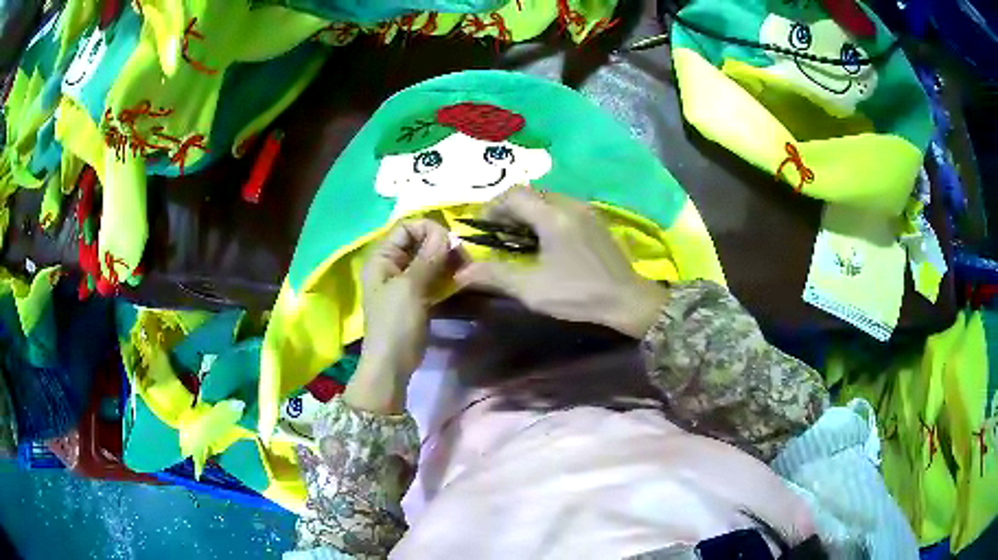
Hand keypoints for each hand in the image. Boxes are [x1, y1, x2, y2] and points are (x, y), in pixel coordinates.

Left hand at [346, 220, 450, 412]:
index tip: (450, 241)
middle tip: (463, 258)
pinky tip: (460, 282)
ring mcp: (403, 282)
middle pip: (418, 242)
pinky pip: (432, 278)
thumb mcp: (411, 287)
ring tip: (465, 271)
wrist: (392, 365)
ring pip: (428, 260)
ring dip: (447, 261)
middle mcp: (391, 265)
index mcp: (381, 258)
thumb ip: (428, 257)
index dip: (428, 229)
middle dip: (441, 245)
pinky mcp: (416, 297)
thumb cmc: (396, 324)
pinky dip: (445, 276)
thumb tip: (445, 232)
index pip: (406, 228)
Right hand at [455, 186, 667, 337]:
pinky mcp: (595, 220)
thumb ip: (495, 275)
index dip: (491, 207)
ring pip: (547, 199)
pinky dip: (545, 216)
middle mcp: (569, 204)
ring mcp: (585, 210)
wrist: (627, 300)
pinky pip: (562, 206)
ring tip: (516, 237)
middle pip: (530, 193)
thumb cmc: (579, 294)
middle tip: (496, 233)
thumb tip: (462, 272)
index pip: (513, 195)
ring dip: (527, 212)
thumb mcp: (533, 289)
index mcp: (553, 215)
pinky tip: (544, 240)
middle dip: (508, 209)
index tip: (480, 228)